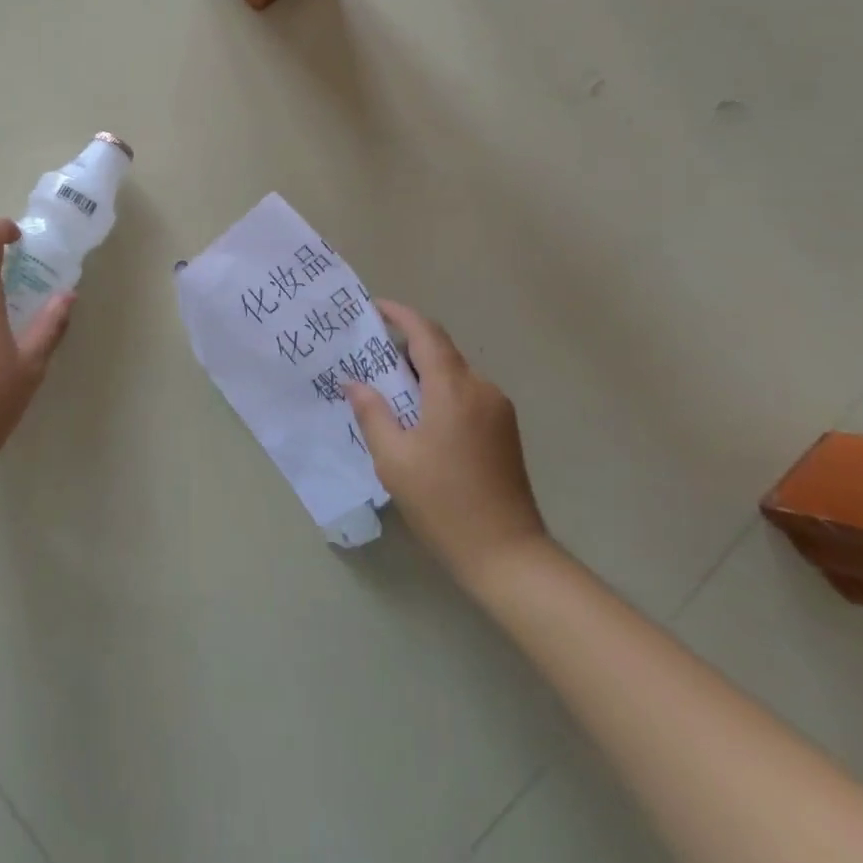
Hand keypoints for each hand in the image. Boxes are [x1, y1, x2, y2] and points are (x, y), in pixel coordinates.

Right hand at [346, 299, 548, 589]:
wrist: (508, 556)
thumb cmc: (444, 503)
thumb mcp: (394, 459)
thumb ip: (372, 413)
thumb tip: (354, 383)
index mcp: (454, 389)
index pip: (426, 334)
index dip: (399, 314)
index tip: (373, 307)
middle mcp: (482, 389)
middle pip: (440, 351)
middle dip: (405, 345)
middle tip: (369, 354)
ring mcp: (498, 410)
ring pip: (454, 373)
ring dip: (422, 372)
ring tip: (388, 388)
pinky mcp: (505, 431)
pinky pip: (466, 394)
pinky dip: (439, 391)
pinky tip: (418, 415)